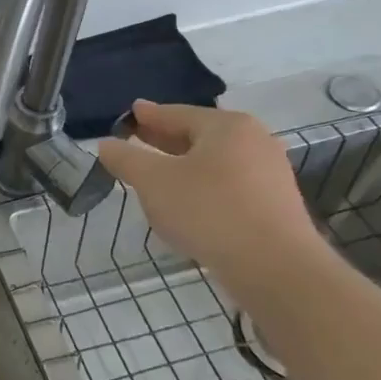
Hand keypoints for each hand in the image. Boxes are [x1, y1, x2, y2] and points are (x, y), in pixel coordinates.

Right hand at [96, 100, 324, 289]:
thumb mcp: (152, 181)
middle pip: (197, 134)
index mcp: (226, 126)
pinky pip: (226, 183)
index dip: (148, 115)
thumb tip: (106, 144)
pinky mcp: (272, 203)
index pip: (176, 113)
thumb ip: (125, 158)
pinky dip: (200, 185)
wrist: (274, 266)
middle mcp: (253, 141)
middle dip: (163, 139)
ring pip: (212, 161)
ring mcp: (268, 173)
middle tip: (135, 139)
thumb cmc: (208, 210)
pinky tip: (183, 201)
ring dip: (181, 164)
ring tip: (153, 174)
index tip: (129, 113)